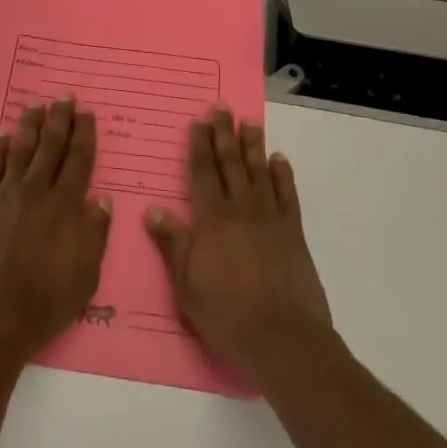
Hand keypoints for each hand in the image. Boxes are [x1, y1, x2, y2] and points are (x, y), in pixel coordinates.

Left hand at [0, 99, 112, 365]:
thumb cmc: (45, 304)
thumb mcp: (86, 276)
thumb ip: (95, 234)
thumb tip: (102, 199)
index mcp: (66, 207)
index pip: (79, 160)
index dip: (84, 134)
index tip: (87, 113)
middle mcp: (36, 192)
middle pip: (50, 146)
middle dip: (59, 118)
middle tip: (64, 95)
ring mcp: (4, 197)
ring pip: (20, 150)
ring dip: (29, 125)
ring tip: (35, 103)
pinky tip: (0, 132)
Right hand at [146, 108, 331, 384]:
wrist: (282, 339)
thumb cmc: (226, 314)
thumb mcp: (186, 284)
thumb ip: (172, 243)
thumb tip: (153, 210)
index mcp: (212, 220)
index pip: (202, 173)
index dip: (199, 146)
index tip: (198, 122)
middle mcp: (241, 210)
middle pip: (230, 164)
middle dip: (224, 134)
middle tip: (222, 108)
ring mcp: (270, 220)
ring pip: (259, 172)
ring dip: (253, 146)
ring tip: (249, 122)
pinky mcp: (293, 234)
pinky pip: (287, 196)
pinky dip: (283, 175)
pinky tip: (279, 159)